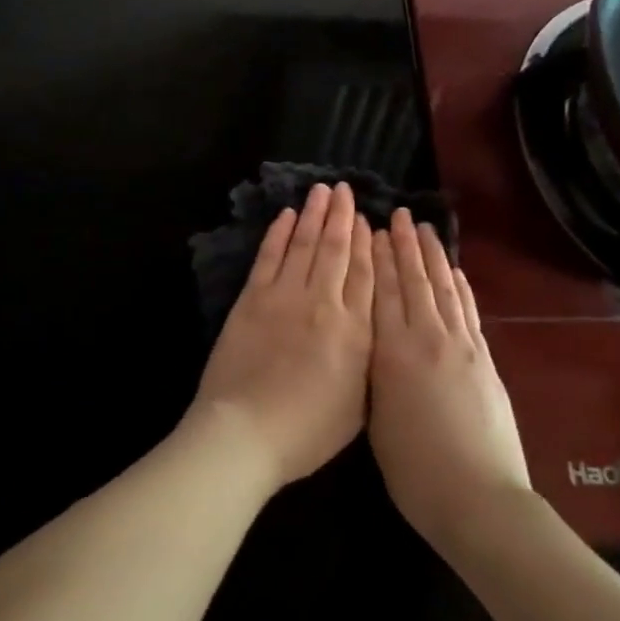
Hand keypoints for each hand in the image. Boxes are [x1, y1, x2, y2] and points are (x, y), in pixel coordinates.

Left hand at [190, 183, 373, 490]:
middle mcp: (323, 303)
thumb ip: (368, 358)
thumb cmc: (307, 430)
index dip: (367, 242)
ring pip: (303, 244)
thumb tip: (372, 324)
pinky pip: (269, 256)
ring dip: (313, 215)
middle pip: (336, 250)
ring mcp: (284, 296)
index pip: (365, 274)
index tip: (368, 218)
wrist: (246, 431)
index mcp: (355, 330)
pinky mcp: (252, 298)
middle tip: (344, 189)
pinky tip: (286, 215)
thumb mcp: (358, 403)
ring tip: (321, 191)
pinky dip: (279, 233)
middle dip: (342, 216)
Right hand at [369, 209, 532, 552]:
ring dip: (433, 256)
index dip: (376, 257)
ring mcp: (461, 346)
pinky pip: (468, 312)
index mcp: (392, 352)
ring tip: (425, 229)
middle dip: (404, 245)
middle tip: (398, 214)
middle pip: (413, 281)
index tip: (371, 229)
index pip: (382, 291)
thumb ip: (372, 372)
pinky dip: (460, 287)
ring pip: (443, 289)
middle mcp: (426, 338)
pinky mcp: (484, 360)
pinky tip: (454, 272)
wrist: (479, 498)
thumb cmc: (414, 470)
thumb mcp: (374, 417)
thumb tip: (371, 342)